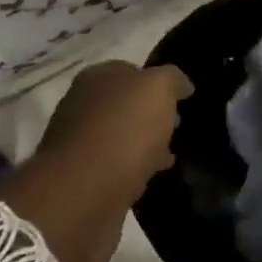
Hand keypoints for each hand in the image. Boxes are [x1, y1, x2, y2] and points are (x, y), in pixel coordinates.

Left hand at [36, 59, 192, 202]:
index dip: (157, 82)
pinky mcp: (82, 176)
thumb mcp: (158, 89)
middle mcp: (82, 105)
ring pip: (120, 136)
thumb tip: (181, 85)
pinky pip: (116, 165)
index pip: (131, 71)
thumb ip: (171, 79)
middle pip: (124, 105)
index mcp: (96, 77)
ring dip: (143, 143)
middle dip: (150, 114)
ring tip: (170, 155)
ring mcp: (79, 142)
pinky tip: (151, 175)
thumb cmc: (124, 129)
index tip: (180, 99)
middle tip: (176, 126)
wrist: (85, 190)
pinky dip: (134, 167)